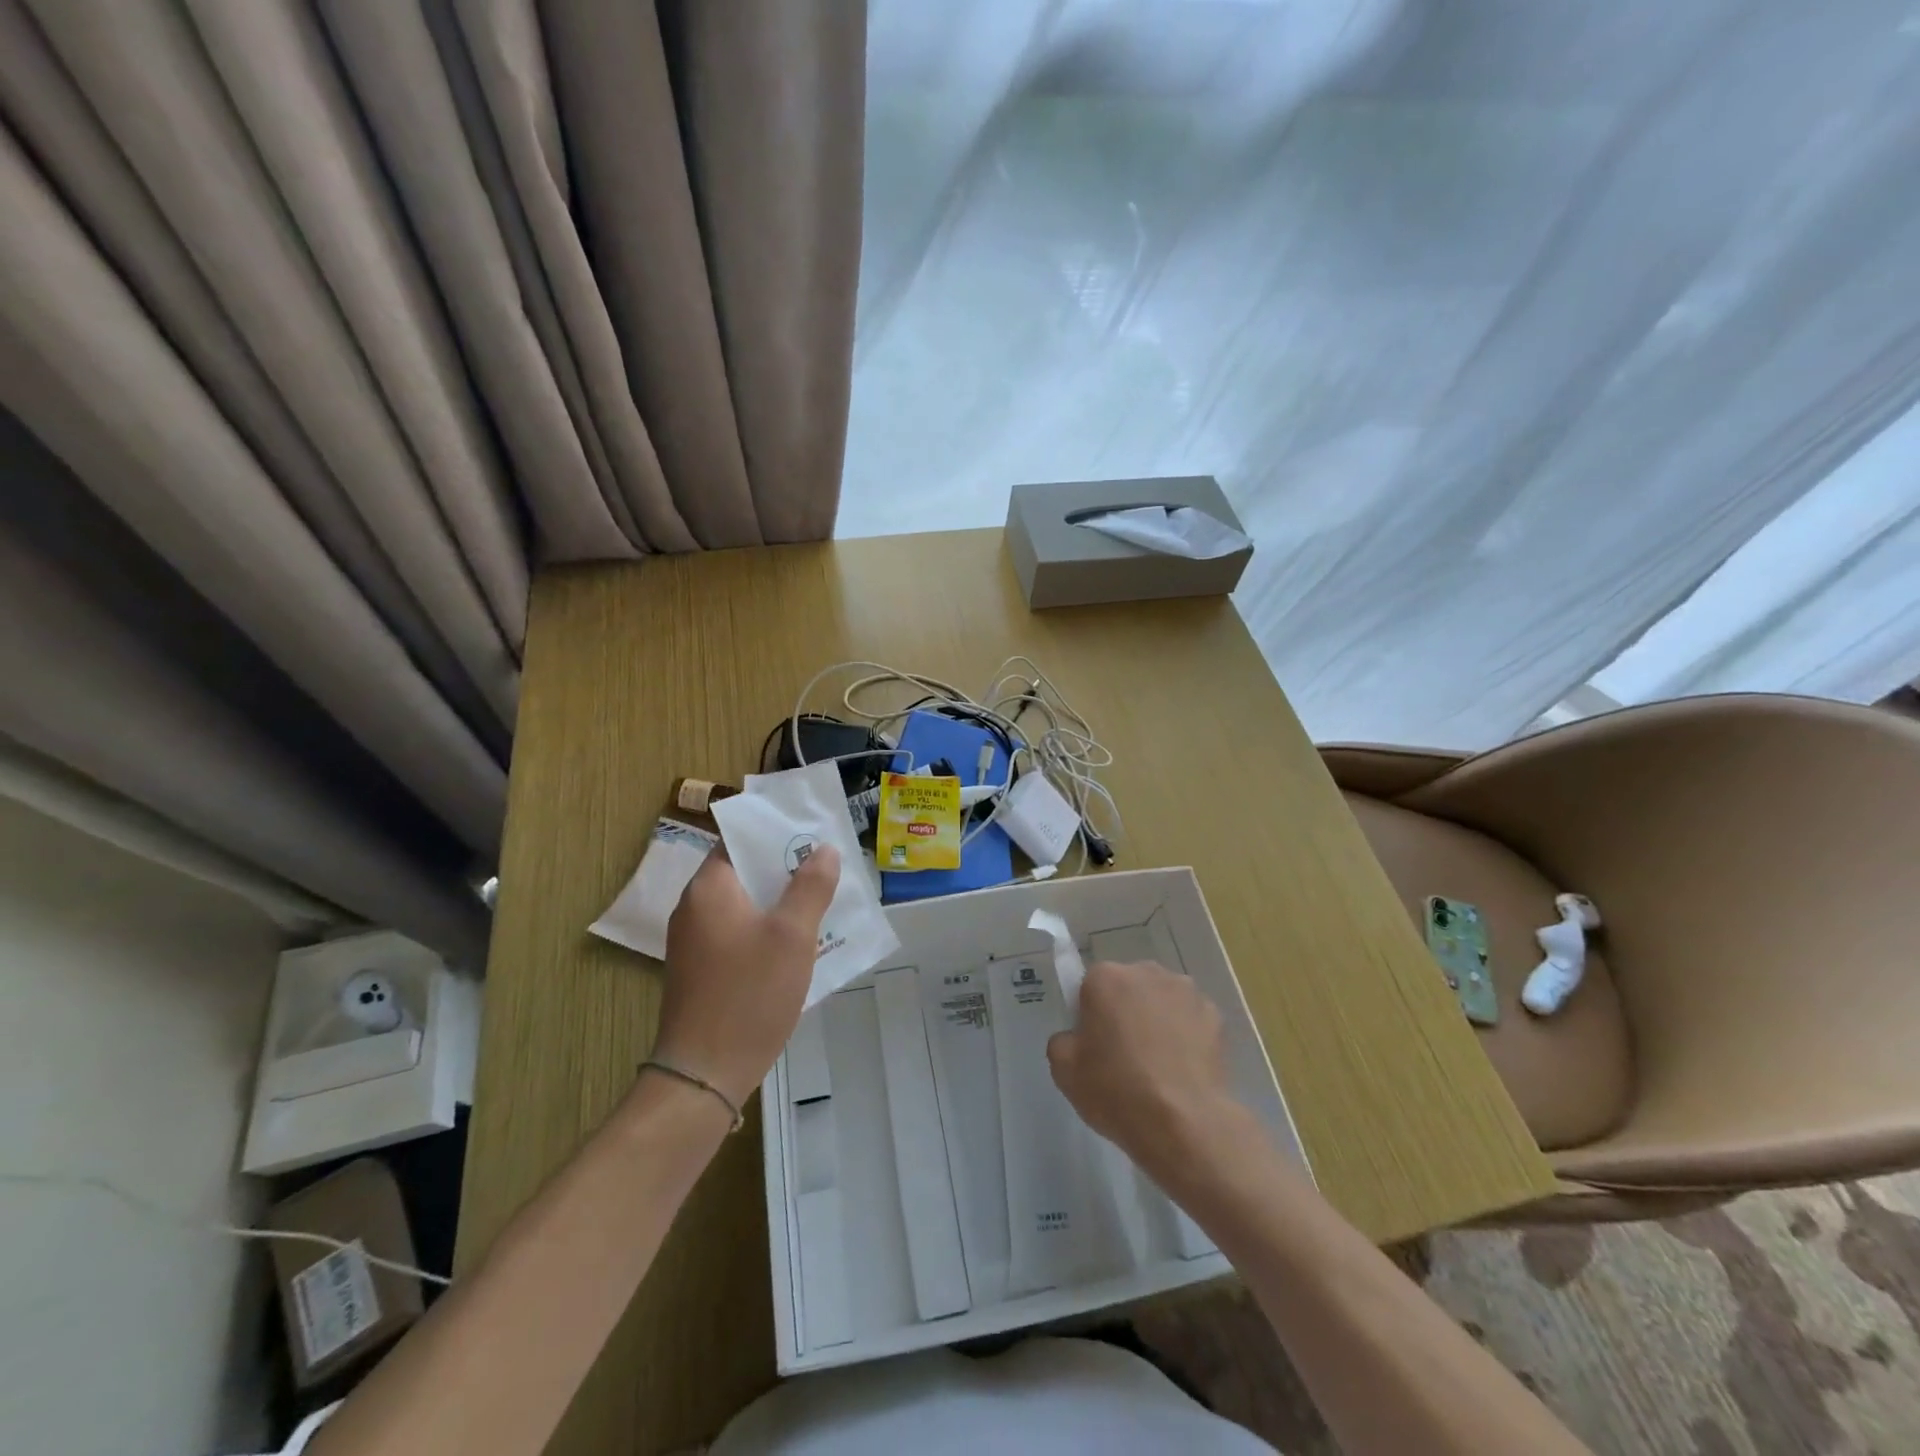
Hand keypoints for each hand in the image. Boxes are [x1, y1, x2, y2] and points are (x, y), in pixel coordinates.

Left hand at [653, 845, 837, 1105]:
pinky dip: (766, 931)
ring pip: (744, 906)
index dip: (775, 833)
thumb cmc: (750, 993)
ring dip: (779, 903)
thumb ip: (811, 886)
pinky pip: (738, 934)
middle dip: (785, 870)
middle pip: (743, 872)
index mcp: (709, 888)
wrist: (704, 1074)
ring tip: (822, 904)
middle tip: (828, 869)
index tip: (812, 834)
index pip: (738, 840)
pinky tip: (797, 946)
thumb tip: (824, 850)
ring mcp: (694, 942)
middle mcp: (694, 908)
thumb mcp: (793, 935)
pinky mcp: (700, 971)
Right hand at [1047, 959, 1250, 1191]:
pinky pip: (1190, 1019)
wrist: (1184, 1124)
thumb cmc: (1116, 1090)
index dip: (1090, 1015)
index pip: (1090, 986)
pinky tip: (1183, 1068)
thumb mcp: (1064, 1070)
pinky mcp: (1215, 1016)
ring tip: (1158, 1063)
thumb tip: (1077, 1038)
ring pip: (1162, 1000)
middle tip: (1124, 1053)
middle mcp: (1147, 972)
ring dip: (1157, 1018)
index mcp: (1106, 977)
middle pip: (1128, 986)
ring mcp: (1186, 991)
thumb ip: (1062, 1041)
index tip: (1094, 1044)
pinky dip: (1186, 1035)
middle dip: (1125, 1010)